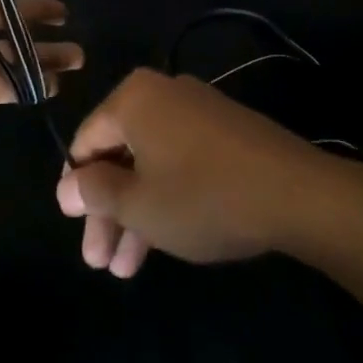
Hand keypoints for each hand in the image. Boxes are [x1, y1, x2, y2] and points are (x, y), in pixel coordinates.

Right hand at [54, 69, 338, 278]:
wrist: (296, 192)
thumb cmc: (203, 196)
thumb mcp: (139, 204)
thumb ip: (95, 192)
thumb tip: (66, 186)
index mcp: (133, 98)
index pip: (86, 142)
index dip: (78, 190)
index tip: (79, 231)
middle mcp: (162, 92)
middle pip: (119, 154)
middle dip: (109, 212)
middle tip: (101, 263)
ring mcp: (197, 109)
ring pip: (150, 162)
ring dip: (136, 213)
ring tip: (128, 270)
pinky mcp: (224, 129)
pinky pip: (180, 159)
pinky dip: (166, 195)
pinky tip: (165, 238)